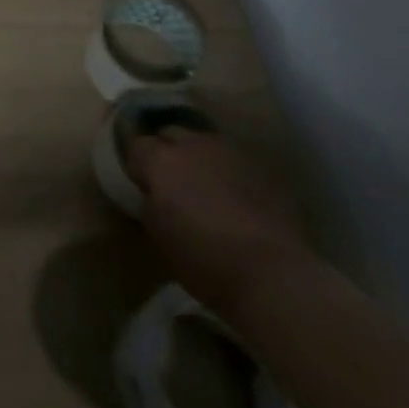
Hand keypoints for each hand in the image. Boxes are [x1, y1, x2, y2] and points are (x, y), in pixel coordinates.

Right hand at [122, 124, 311, 317]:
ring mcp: (230, 154)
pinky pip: (234, 162)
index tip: (142, 185)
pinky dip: (227, 172)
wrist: (272, 273)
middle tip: (170, 180)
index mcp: (161, 160)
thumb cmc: (203, 258)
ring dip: (199, 158)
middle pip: (171, 133)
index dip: (137, 165)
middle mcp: (193, 145)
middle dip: (166, 151)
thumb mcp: (158, 234)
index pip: (136, 145)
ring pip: (205, 143)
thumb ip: (150, 203)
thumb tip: (153, 194)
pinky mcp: (262, 170)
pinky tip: (233, 197)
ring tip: (203, 186)